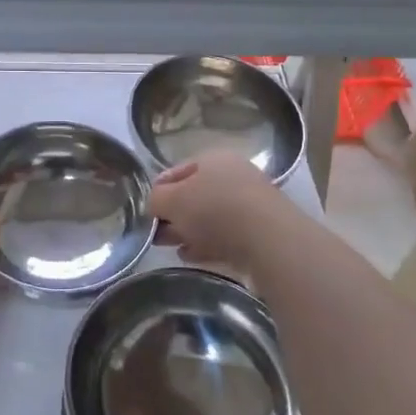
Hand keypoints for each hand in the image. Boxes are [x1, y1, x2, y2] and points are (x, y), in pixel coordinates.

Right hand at [148, 151, 291, 269]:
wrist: (269, 240)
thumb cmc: (214, 209)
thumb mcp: (171, 200)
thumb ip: (156, 199)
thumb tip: (155, 204)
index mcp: (213, 158)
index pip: (176, 171)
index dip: (158, 190)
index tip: (146, 211)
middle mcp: (234, 175)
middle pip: (195, 195)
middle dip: (174, 215)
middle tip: (157, 234)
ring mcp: (250, 204)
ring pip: (210, 217)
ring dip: (189, 232)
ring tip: (173, 248)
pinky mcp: (260, 231)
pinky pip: (226, 236)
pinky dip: (208, 244)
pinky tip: (194, 256)